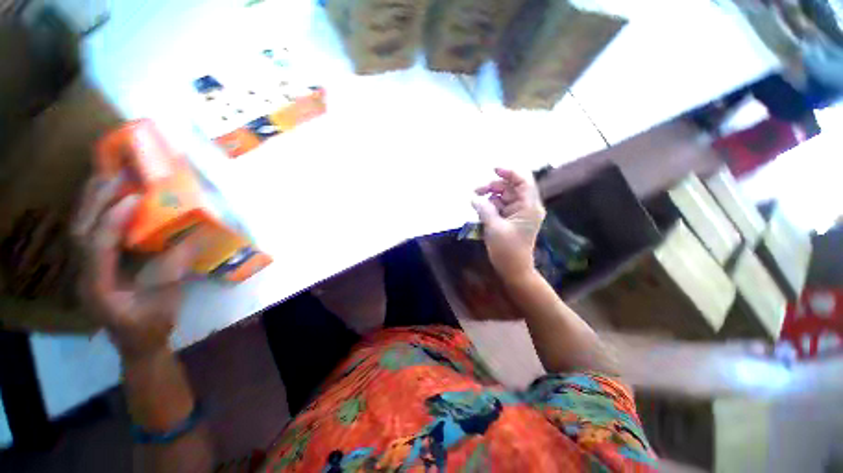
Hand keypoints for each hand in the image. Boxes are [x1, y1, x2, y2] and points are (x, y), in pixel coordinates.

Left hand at [73, 177, 194, 359]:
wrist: (137, 344)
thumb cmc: (152, 325)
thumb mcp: (167, 299)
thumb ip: (176, 267)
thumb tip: (196, 236)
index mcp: (100, 287)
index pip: (97, 246)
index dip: (113, 220)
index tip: (135, 197)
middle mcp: (84, 274)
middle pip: (80, 231)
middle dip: (96, 200)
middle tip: (117, 174)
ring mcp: (85, 269)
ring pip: (79, 228)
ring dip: (92, 200)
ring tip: (109, 176)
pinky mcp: (94, 265)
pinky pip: (89, 232)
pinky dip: (96, 211)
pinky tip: (108, 198)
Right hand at [472, 168, 545, 281]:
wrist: (514, 270)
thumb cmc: (507, 250)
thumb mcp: (494, 227)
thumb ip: (484, 209)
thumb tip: (473, 197)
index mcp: (529, 206)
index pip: (523, 181)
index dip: (509, 172)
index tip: (492, 170)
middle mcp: (526, 207)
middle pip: (510, 188)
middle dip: (493, 187)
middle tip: (475, 192)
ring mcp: (519, 214)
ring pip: (504, 197)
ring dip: (490, 197)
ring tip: (475, 203)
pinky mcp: (512, 220)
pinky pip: (501, 207)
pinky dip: (491, 207)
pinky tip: (481, 211)